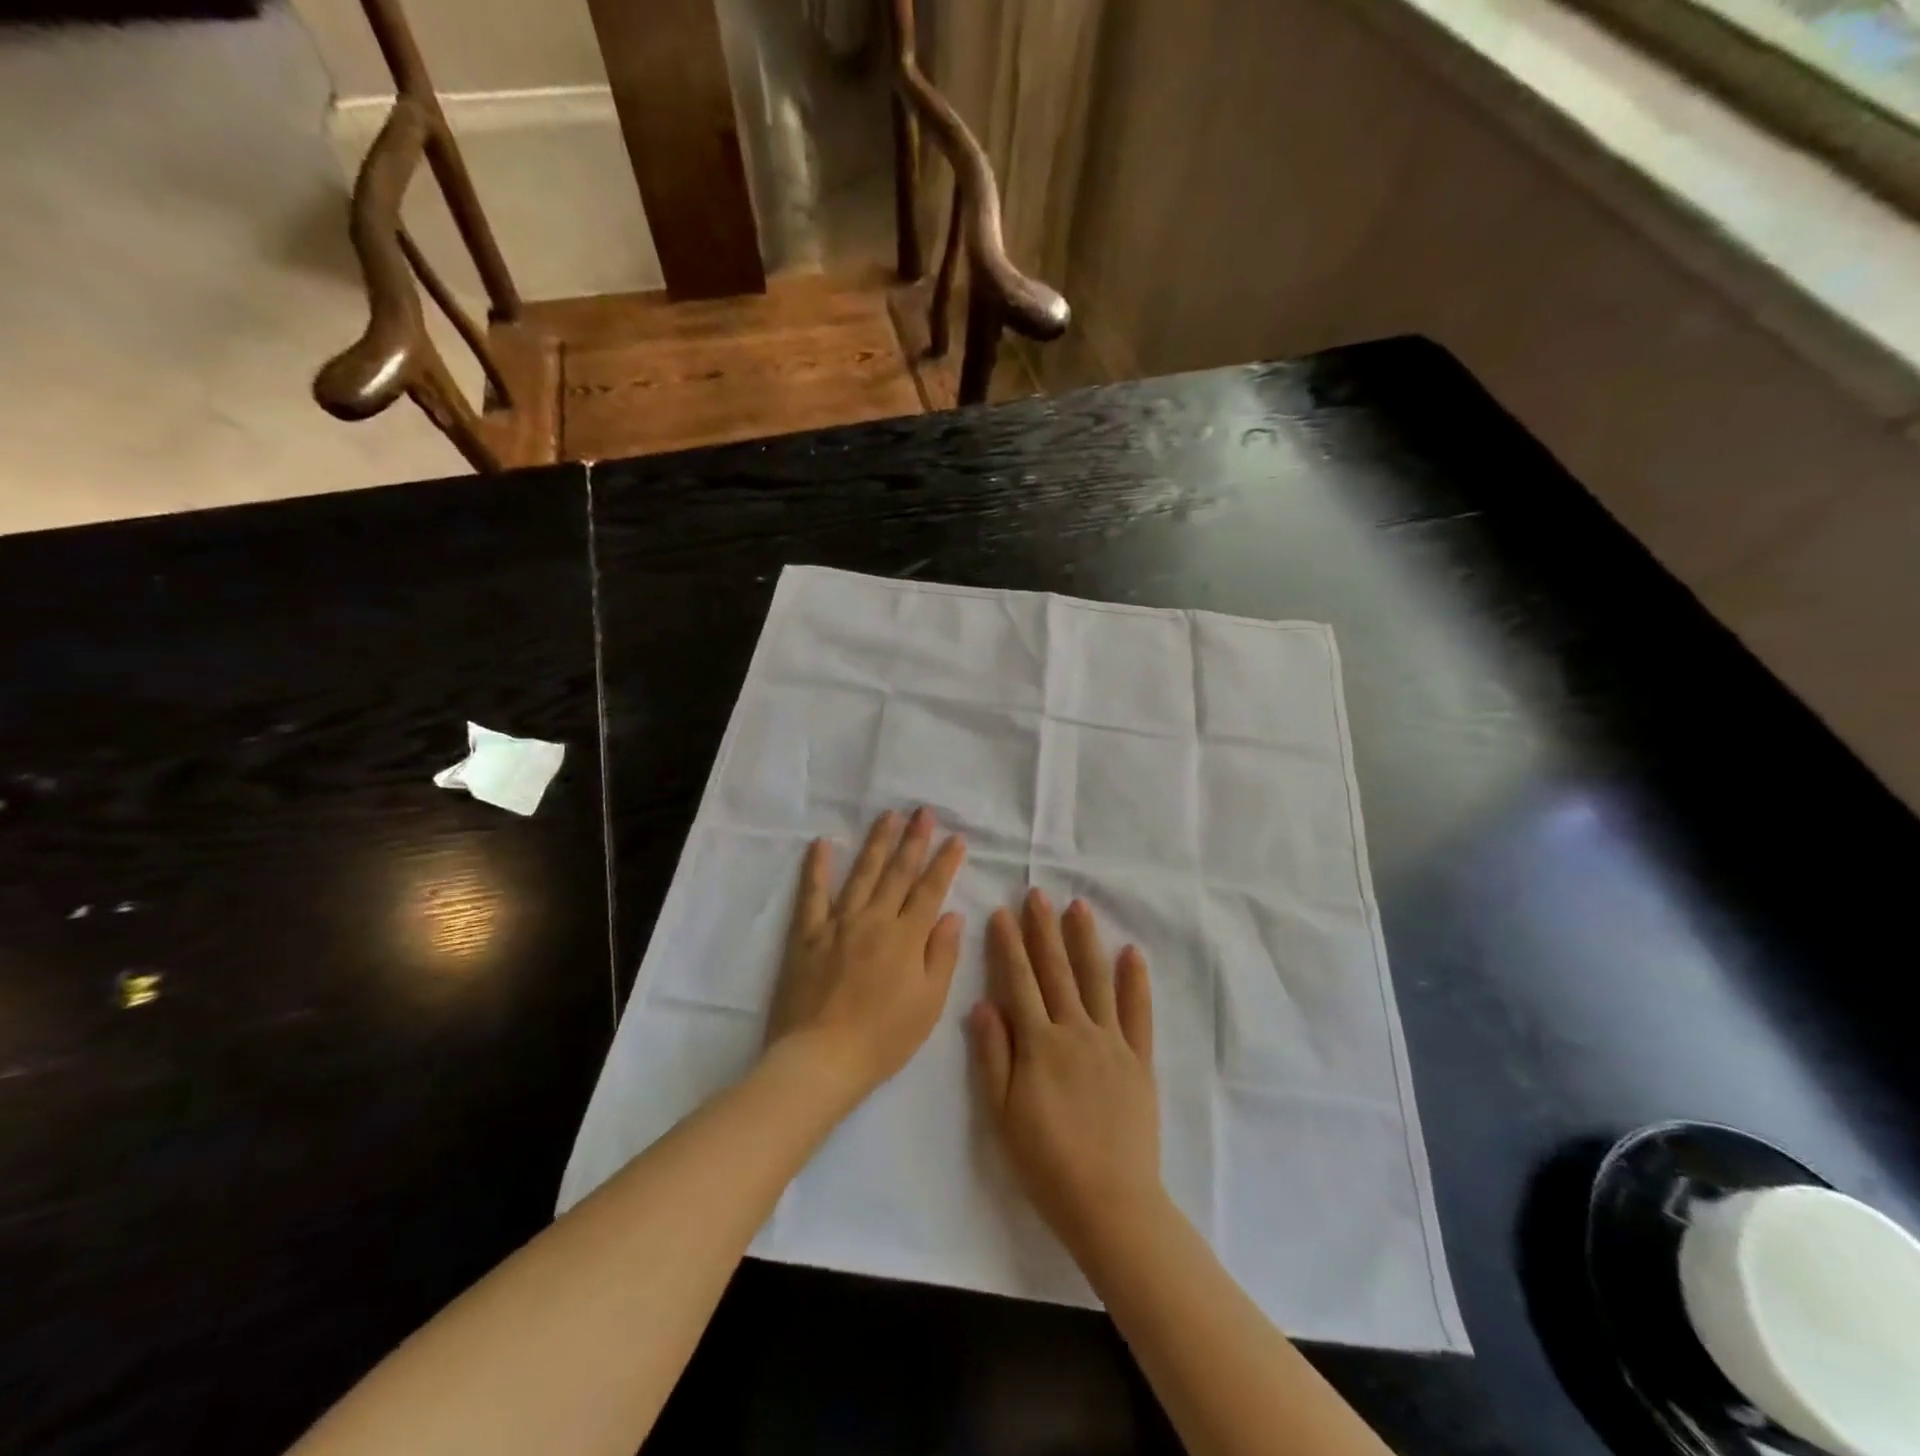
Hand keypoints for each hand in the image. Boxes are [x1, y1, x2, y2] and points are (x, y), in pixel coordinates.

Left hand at [767, 808, 966, 1101]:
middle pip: (897, 873)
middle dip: (913, 840)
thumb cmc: (883, 1038)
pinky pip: (812, 895)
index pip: (930, 890)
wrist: (821, 1059)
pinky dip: (817, 868)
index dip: (944, 862)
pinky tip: (822, 844)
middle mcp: (874, 920)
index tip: (955, 838)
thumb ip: (942, 955)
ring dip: (876, 843)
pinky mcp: (807, 935)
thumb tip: (952, 914)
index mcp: (906, 937)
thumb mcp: (929, 1004)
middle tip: (923, 812)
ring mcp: (837, 924)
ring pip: (862, 874)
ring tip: (887, 815)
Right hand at [968, 890, 1161, 1257]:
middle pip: (1057, 971)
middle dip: (1044, 930)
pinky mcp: (1140, 1059)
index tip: (1002, 912)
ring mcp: (1112, 1042)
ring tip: (1078, 907)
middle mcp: (1076, 1031)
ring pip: (1096, 980)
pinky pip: (1139, 1012)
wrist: (1110, 1203)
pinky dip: (1135, 981)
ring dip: (1085, 941)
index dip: (1009, 945)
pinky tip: (1130, 952)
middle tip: (1037, 894)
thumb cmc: (1046, 1162)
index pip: (1019, 982)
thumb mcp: (1003, 1114)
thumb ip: (993, 1056)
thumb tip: (982, 1004)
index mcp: (1039, 1043)